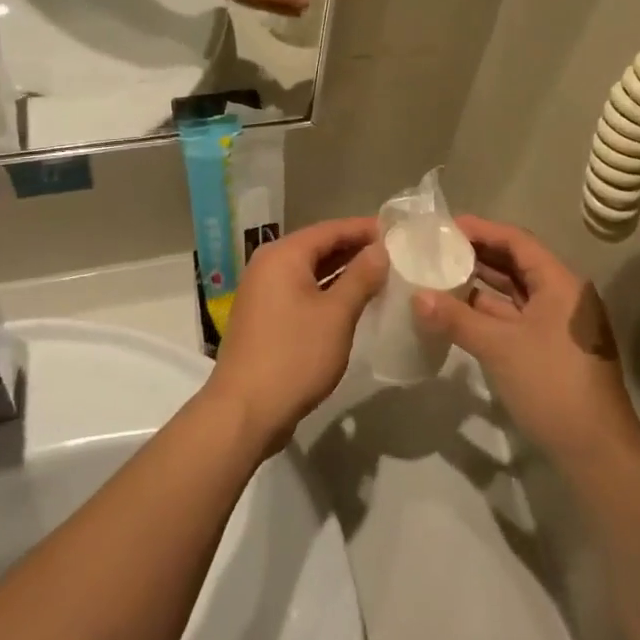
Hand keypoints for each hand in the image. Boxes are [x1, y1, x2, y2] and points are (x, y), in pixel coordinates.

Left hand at [205, 218, 387, 451]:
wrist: (245, 411)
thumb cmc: (294, 355)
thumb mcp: (337, 314)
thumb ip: (361, 276)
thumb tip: (380, 249)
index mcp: (283, 255)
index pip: (330, 229)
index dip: (363, 228)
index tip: (395, 230)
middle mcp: (268, 265)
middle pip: (317, 247)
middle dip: (354, 248)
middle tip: (392, 252)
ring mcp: (262, 292)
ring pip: (309, 270)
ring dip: (341, 271)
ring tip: (378, 274)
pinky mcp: (264, 317)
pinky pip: (300, 291)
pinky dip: (325, 290)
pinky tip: (350, 301)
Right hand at [413, 217, 639, 472]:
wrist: (596, 451)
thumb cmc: (552, 385)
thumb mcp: (500, 347)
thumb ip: (456, 318)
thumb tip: (416, 296)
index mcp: (560, 283)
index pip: (517, 241)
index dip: (481, 230)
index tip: (444, 227)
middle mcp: (561, 295)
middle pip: (516, 264)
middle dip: (477, 255)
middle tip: (436, 248)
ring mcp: (557, 324)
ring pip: (514, 293)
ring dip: (480, 284)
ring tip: (439, 274)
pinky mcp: (550, 349)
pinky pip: (514, 318)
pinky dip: (488, 312)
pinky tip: (456, 312)